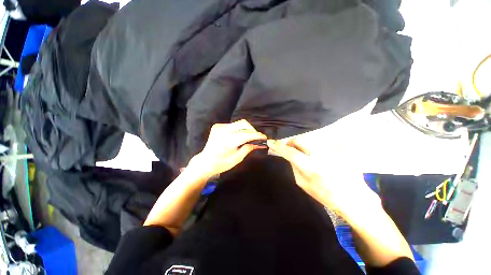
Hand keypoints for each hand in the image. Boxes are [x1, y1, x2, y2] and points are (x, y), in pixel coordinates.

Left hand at [189, 119, 266, 178]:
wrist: (205, 161)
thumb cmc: (221, 164)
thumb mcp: (237, 159)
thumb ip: (248, 149)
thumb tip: (258, 143)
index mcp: (228, 141)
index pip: (246, 134)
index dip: (257, 135)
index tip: (264, 137)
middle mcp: (223, 131)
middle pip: (243, 124)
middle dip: (252, 130)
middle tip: (256, 138)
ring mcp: (219, 127)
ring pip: (239, 123)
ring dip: (246, 129)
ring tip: (249, 137)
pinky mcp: (217, 126)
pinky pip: (233, 125)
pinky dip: (239, 129)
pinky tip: (239, 136)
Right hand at [267, 138, 378, 213]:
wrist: (353, 197)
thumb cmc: (325, 195)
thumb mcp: (303, 184)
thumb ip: (294, 168)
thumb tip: (289, 156)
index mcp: (310, 167)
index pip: (290, 152)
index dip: (279, 146)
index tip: (271, 142)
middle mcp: (320, 155)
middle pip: (300, 140)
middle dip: (292, 142)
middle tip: (290, 148)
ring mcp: (330, 151)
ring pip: (310, 141)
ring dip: (303, 145)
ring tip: (305, 153)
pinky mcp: (338, 150)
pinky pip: (321, 144)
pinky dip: (314, 147)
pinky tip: (318, 156)